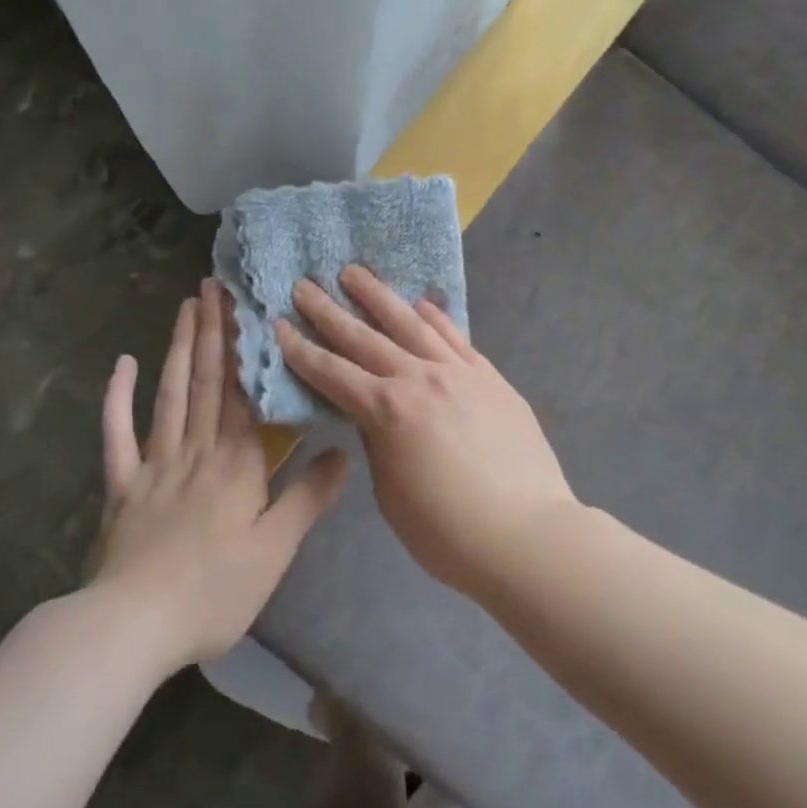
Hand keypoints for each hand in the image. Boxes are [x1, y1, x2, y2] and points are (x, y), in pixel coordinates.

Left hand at [92, 279, 347, 673]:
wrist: (135, 626)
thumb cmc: (214, 591)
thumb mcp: (275, 551)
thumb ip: (308, 497)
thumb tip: (343, 452)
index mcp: (236, 463)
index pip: (245, 393)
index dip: (248, 348)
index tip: (248, 307)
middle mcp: (196, 449)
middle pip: (207, 381)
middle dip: (212, 330)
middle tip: (212, 286)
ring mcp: (155, 463)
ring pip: (170, 393)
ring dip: (179, 348)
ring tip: (185, 307)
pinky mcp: (122, 484)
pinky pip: (117, 433)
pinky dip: (118, 397)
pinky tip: (122, 364)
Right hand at [275, 266, 574, 598]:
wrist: (527, 534)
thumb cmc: (447, 531)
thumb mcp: (391, 494)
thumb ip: (379, 444)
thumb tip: (374, 415)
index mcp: (387, 410)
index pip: (332, 372)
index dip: (301, 350)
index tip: (279, 323)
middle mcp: (418, 378)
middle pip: (364, 338)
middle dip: (329, 311)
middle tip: (305, 285)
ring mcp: (458, 372)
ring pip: (410, 324)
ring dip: (378, 296)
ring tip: (355, 273)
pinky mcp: (489, 376)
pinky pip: (456, 337)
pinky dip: (435, 317)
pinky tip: (421, 303)